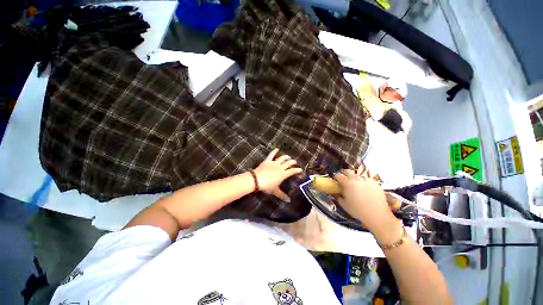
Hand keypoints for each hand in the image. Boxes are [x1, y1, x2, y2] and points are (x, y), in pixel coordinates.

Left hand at [254, 149, 302, 201]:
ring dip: (286, 157)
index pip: (292, 171)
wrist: (257, 180)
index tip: (300, 169)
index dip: (297, 170)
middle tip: (295, 162)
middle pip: (288, 163)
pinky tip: (277, 149)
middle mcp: (280, 167)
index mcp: (283, 174)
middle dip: (293, 162)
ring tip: (288, 156)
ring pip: (282, 158)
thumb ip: (282, 195)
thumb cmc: (267, 186)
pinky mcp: (268, 161)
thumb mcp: (275, 191)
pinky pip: (271, 155)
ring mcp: (274, 163)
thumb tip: (289, 201)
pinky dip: (274, 151)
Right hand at [335, 170, 400, 240]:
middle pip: (347, 171)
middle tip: (344, 180)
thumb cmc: (358, 211)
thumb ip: (338, 197)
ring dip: (354, 178)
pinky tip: (365, 189)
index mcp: (347, 183)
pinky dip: (363, 182)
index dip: (336, 177)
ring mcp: (366, 180)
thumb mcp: (344, 205)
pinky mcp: (374, 182)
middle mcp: (356, 179)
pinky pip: (366, 179)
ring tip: (355, 185)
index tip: (336, 181)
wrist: (377, 215)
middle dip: (344, 174)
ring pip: (357, 175)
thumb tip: (336, 193)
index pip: (338, 175)